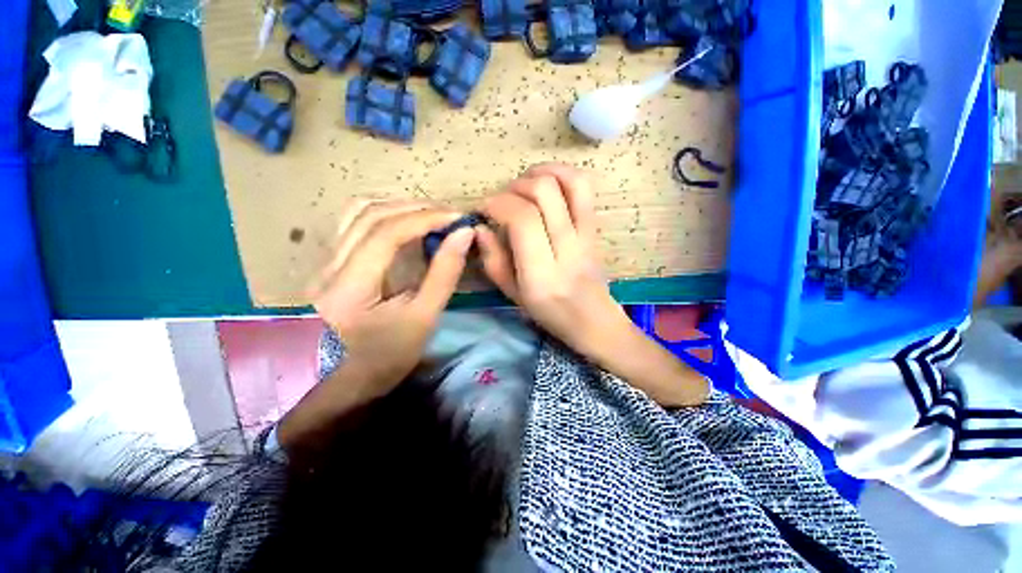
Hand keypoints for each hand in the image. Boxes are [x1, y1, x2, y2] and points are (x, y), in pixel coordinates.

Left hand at [312, 201, 474, 393]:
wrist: (349, 380)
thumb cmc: (389, 355)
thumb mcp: (424, 318)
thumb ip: (444, 274)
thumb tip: (463, 235)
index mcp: (348, 287)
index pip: (386, 233)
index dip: (425, 218)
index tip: (457, 218)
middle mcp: (327, 267)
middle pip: (369, 215)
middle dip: (414, 208)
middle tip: (448, 215)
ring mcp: (323, 264)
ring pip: (356, 213)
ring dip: (397, 207)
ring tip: (429, 215)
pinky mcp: (329, 265)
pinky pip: (353, 224)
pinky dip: (383, 215)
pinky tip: (404, 223)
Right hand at [477, 164, 707, 406]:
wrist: (595, 321)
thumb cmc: (550, 314)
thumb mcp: (513, 295)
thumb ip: (493, 260)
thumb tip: (480, 227)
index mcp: (542, 274)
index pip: (522, 220)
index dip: (497, 204)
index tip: (483, 209)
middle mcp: (568, 249)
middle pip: (544, 193)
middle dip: (514, 187)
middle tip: (503, 201)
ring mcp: (587, 235)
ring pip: (569, 182)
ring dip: (541, 173)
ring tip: (523, 185)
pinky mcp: (595, 228)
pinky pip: (585, 189)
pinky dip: (563, 173)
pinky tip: (546, 183)